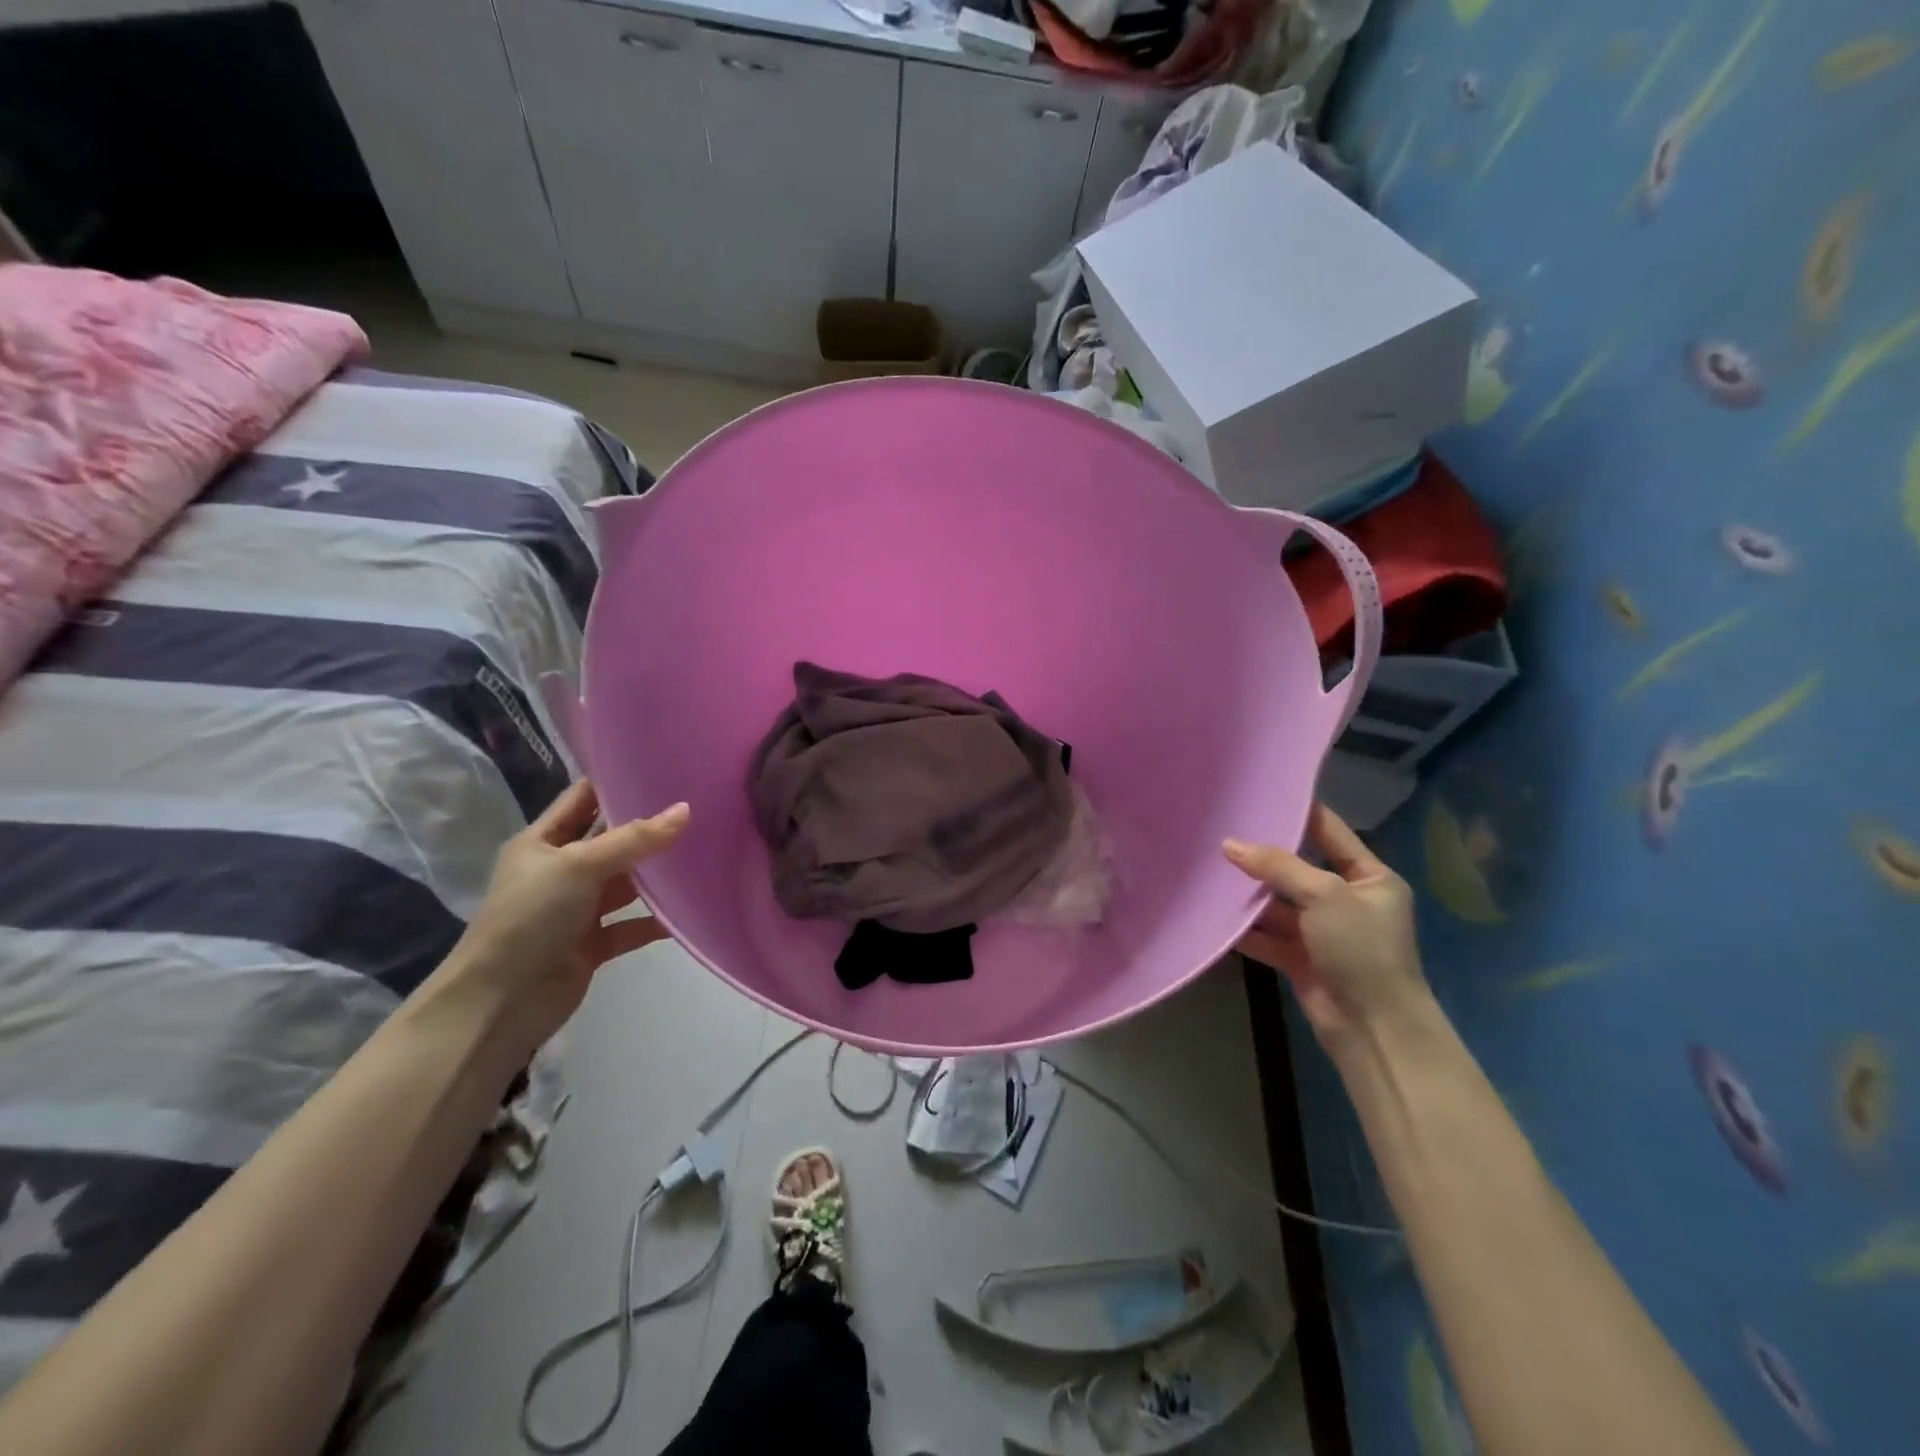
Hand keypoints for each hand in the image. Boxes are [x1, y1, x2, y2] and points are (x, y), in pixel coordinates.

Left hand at [448, 781, 689, 1055]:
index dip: (617, 782)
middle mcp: (561, 871)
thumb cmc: (530, 917)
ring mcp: (577, 909)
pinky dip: (656, 920)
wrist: (500, 1002)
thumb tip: (686, 810)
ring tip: (704, 853)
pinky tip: (689, 910)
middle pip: (611, 840)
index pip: (583, 799)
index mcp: (542, 842)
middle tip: (699, 807)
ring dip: (657, 875)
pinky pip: (631, 925)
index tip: (663, 768)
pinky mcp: (593, 943)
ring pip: (625, 883)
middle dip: (649, 827)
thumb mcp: (579, 865)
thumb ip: (634, 839)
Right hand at [1224, 803, 1430, 1064]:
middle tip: (1221, 831)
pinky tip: (1214, 913)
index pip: (1330, 833)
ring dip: (1250, 894)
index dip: (1300, 812)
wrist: (1373, 1028)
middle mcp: (1347, 901)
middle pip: (1298, 869)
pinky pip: (1267, 935)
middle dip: (1263, 857)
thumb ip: (1277, 866)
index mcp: (1370, 878)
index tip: (1262, 792)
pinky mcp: (1301, 958)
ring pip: (1279, 904)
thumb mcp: (1324, 895)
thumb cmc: (1361, 948)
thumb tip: (1229, 844)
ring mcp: (1323, 931)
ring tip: (1209, 870)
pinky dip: (1245, 928)